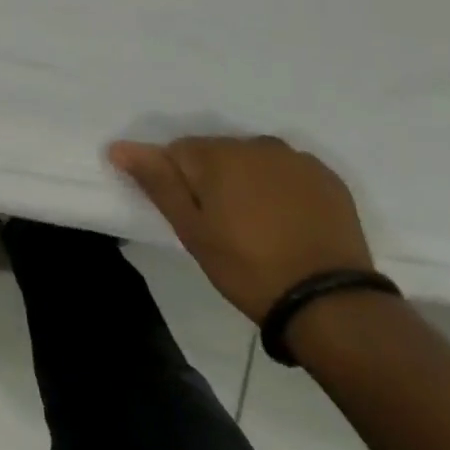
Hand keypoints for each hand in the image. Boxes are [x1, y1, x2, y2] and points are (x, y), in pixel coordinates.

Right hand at [107, 134, 374, 322]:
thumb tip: (118, 146)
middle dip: (213, 180)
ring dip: (247, 182)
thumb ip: (157, 181)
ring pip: (253, 161)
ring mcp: (297, 160)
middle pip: (217, 153)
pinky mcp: (329, 179)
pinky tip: (288, 223)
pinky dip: (281, 189)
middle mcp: (256, 144)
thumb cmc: (248, 267)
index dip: (179, 184)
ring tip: (257, 226)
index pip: (178, 152)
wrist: (332, 305)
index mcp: (218, 153)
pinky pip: (289, 173)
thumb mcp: (192, 230)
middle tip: (223, 227)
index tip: (193, 218)